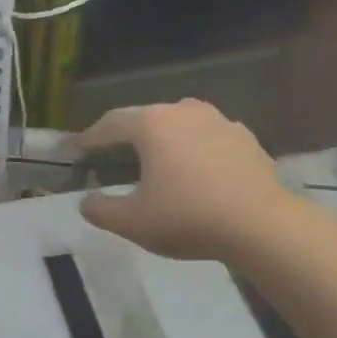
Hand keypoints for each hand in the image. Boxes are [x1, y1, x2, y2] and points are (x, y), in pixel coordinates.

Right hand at [75, 101, 288, 261]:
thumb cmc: (187, 217)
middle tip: (110, 155)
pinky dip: (193, 151)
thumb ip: (100, 210)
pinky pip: (208, 139)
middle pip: (145, 119)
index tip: (74, 151)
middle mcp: (185, 111)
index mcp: (153, 124)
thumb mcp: (132, 222)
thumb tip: (86, 202)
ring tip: (154, 162)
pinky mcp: (246, 139)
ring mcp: (220, 121)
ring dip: (163, 141)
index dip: (88, 138)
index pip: (110, 124)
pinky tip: (194, 172)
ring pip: (180, 125)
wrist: (261, 226)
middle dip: (125, 137)